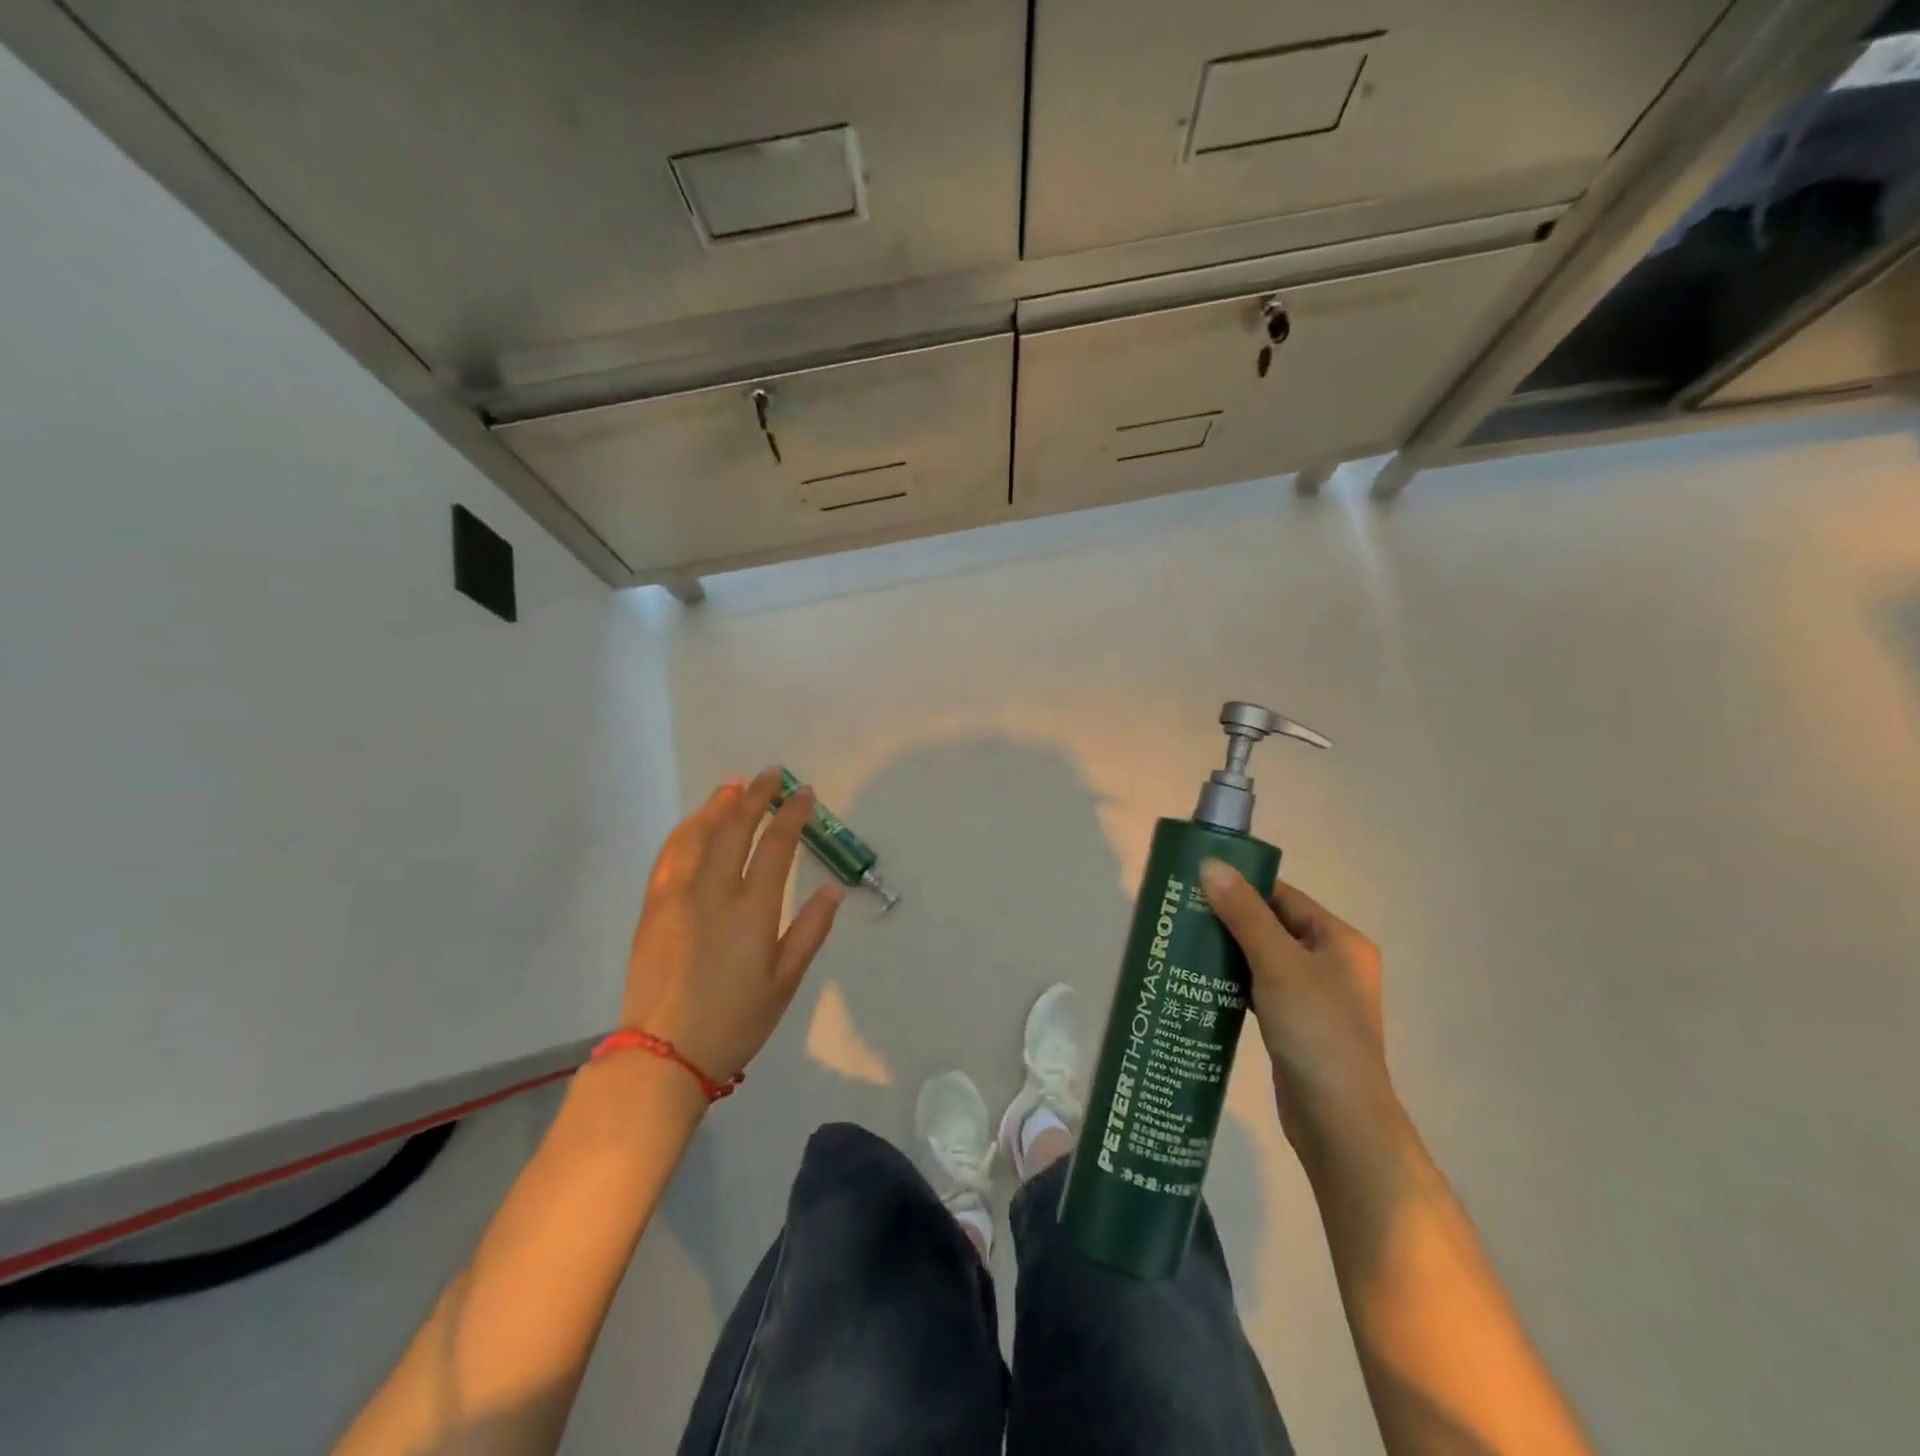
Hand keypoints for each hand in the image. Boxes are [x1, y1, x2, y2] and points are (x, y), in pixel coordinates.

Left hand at [619, 769, 845, 1085]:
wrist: (662, 1054)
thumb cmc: (734, 1022)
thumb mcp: (784, 983)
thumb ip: (810, 931)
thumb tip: (833, 888)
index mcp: (753, 911)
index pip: (777, 846)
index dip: (792, 815)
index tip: (804, 793)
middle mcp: (714, 892)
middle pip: (736, 829)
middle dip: (755, 797)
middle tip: (770, 775)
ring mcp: (678, 896)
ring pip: (698, 835)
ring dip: (717, 806)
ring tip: (732, 786)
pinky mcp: (653, 907)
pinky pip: (670, 856)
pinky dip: (685, 831)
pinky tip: (694, 823)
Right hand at [1200, 861, 1399, 1159]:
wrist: (1339, 1122)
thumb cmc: (1316, 1030)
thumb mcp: (1278, 963)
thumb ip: (1244, 913)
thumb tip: (1210, 864)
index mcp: (1339, 941)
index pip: (1283, 896)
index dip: (1241, 886)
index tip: (1195, 884)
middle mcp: (1332, 963)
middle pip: (1271, 926)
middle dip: (1228, 919)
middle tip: (1181, 914)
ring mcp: (1315, 997)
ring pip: (1262, 959)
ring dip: (1228, 952)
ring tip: (1182, 943)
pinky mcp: (1296, 1025)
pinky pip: (1260, 989)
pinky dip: (1234, 983)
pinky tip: (1200, 982)